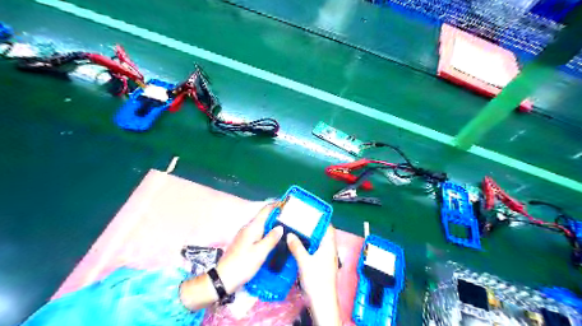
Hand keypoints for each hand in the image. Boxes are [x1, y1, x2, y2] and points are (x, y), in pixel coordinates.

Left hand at [181, 201, 283, 310]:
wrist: (223, 278)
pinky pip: (258, 233)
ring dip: (272, 224)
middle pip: (263, 217)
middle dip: (275, 215)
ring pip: (261, 225)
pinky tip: (273, 239)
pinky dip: (267, 232)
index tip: (287, 203)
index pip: (265, 210)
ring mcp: (245, 235)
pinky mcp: (244, 243)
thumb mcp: (260, 252)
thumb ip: (271, 238)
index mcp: (252, 227)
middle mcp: (248, 228)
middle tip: (290, 217)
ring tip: (285, 227)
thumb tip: (280, 226)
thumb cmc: (243, 264)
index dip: (276, 205)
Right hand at [286, 226, 341, 324]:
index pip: (328, 227)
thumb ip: (297, 247)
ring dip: (311, 236)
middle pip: (323, 234)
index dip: (321, 219)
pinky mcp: (322, 264)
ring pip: (319, 242)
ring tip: (298, 229)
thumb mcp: (304, 261)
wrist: (322, 302)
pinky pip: (316, 249)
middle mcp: (329, 250)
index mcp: (329, 246)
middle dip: (313, 226)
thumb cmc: (316, 280)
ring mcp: (326, 257)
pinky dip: (309, 245)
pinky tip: (299, 244)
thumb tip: (289, 234)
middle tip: (300, 219)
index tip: (310, 212)